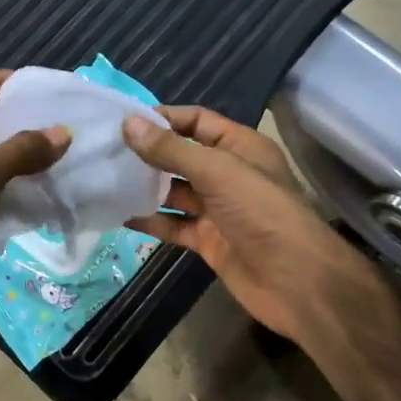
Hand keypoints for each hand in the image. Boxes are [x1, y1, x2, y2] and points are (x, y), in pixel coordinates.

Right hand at [123, 106, 381, 343]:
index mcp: (239, 146)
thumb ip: (171, 149)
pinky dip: (150, 220)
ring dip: (144, 186)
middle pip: (181, 155)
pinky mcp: (208, 240)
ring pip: (174, 191)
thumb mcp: (217, 172)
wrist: (296, 282)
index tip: (122, 120)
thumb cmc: (262, 212)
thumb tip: (128, 123)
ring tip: (103, 178)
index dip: (163, 118)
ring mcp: (217, 209)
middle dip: (147, 152)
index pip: (196, 121)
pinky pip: (173, 224)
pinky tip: (119, 215)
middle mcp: (228, 173)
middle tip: (103, 149)